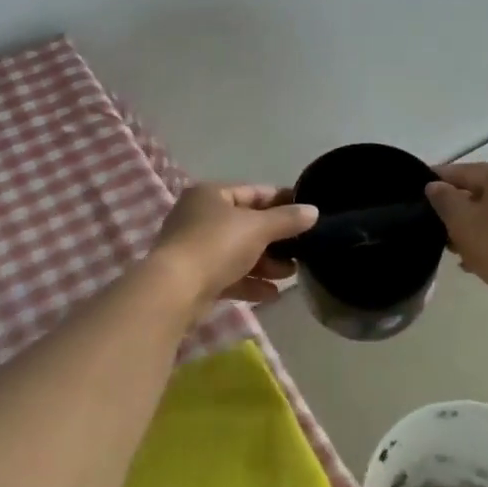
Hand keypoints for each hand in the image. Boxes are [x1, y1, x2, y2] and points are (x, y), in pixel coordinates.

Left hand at [149, 183, 318, 307]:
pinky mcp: (195, 278)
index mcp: (211, 194)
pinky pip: (229, 275)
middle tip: (301, 251)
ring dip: (266, 263)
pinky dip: (250, 282)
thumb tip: (313, 211)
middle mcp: (200, 216)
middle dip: (276, 240)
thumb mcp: (258, 228)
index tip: (307, 214)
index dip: (282, 201)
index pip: (254, 192)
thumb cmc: (216, 245)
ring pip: (239, 252)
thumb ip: (287, 219)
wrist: (174, 291)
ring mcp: (195, 248)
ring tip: (291, 275)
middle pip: (247, 224)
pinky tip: (272, 294)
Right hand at [424, 162, 487, 300]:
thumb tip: (435, 186)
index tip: (419, 189)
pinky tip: (480, 261)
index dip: (439, 179)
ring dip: (476, 227)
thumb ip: (444, 199)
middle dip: (459, 210)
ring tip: (458, 251)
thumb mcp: (462, 222)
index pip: (464, 171)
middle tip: (438, 229)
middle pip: (483, 192)